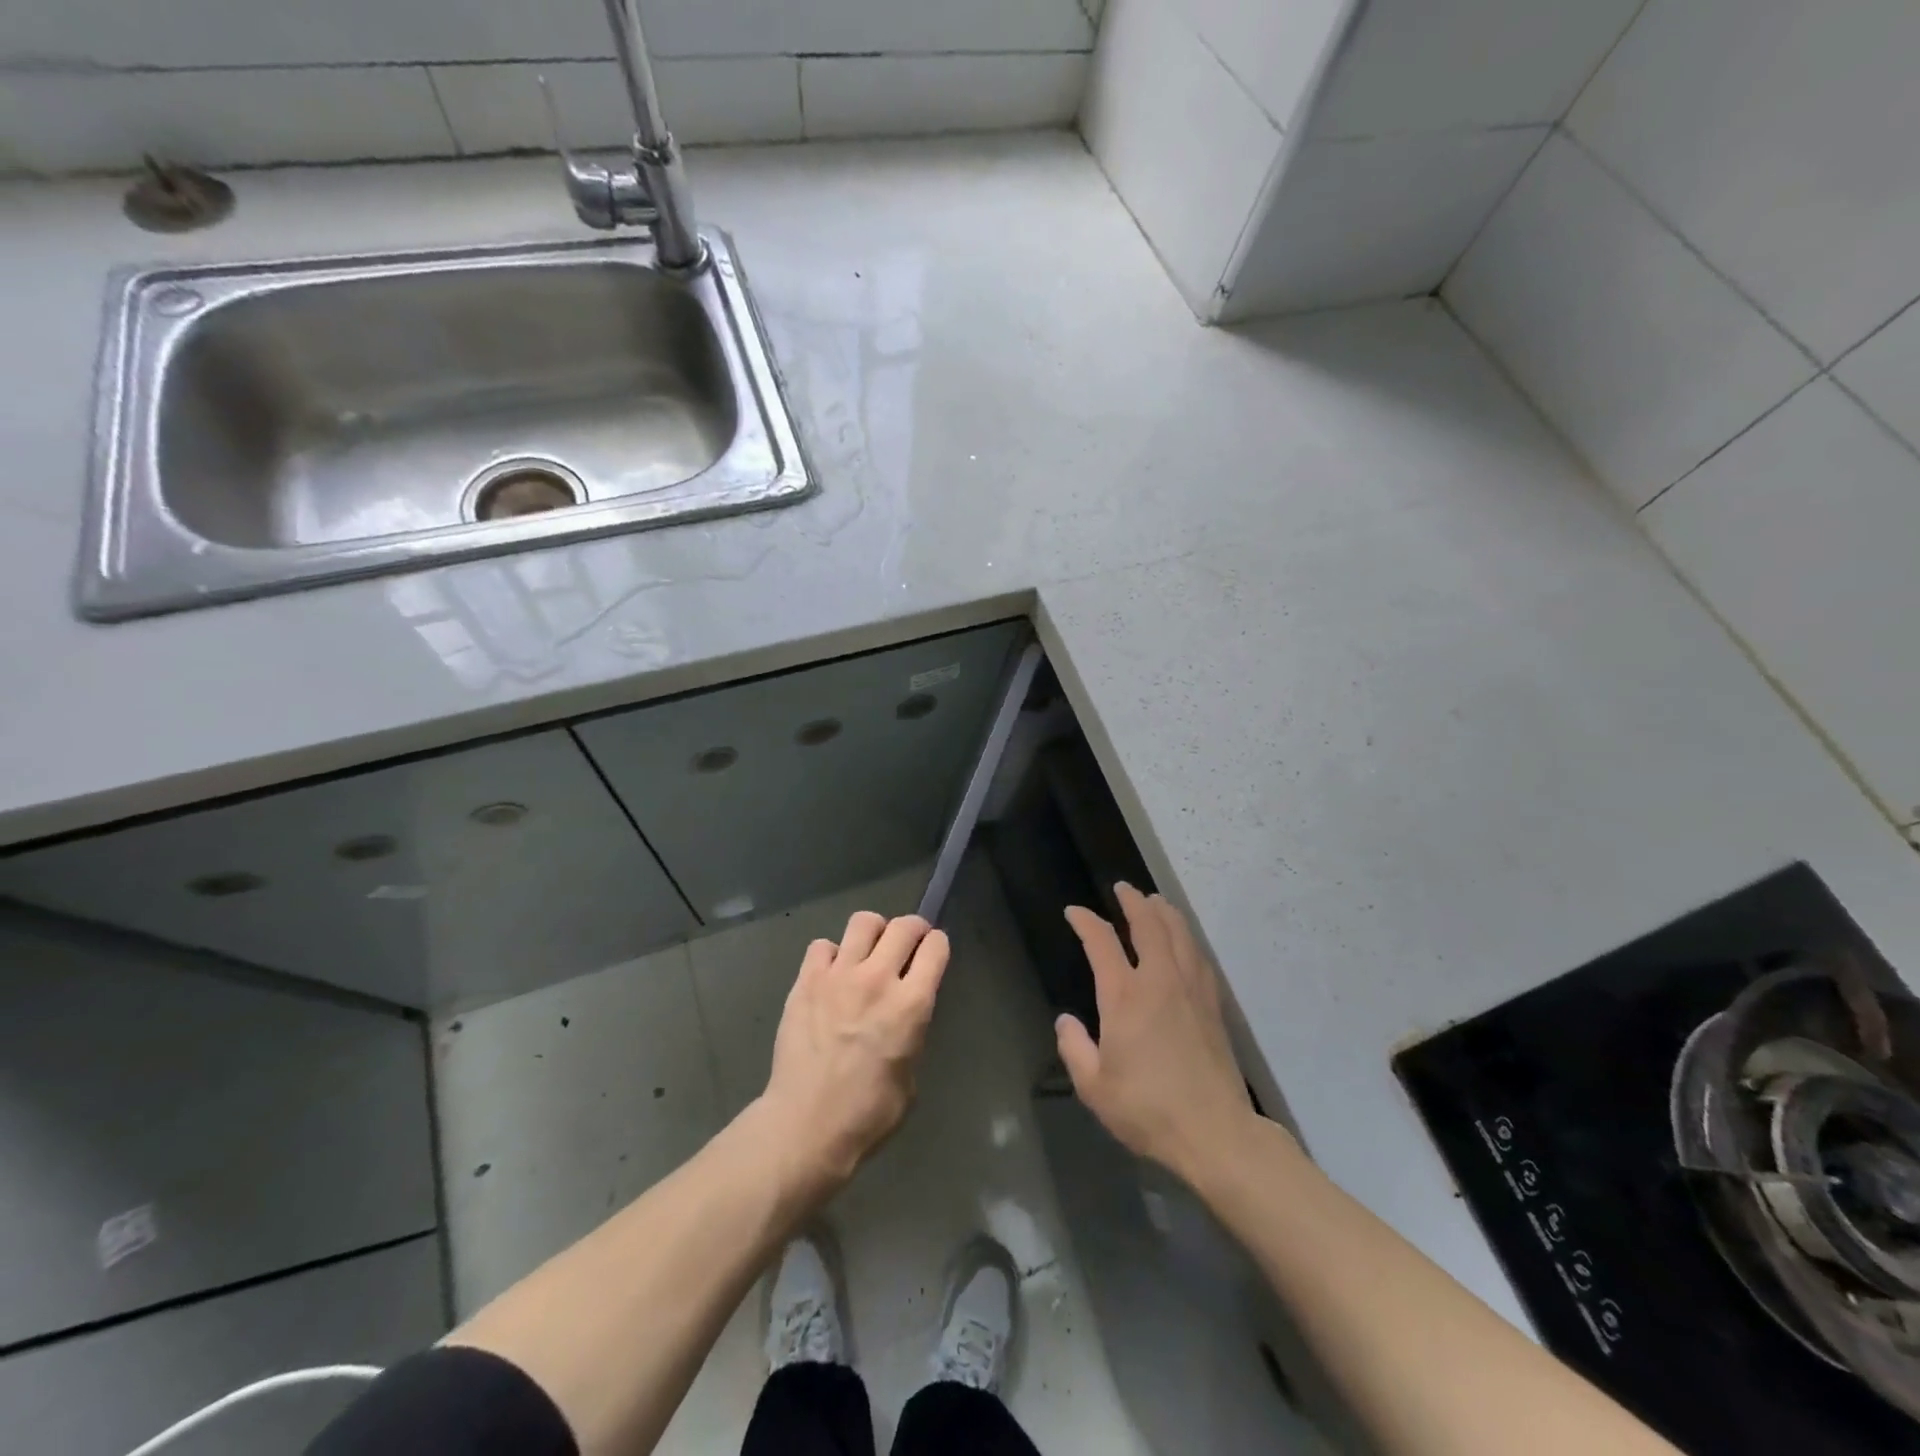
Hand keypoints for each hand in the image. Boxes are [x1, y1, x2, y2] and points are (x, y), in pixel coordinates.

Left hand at [759, 911, 949, 1191]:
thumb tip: (904, 1014)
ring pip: (863, 922)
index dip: (938, 945)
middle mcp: (878, 979)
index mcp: (911, 1005)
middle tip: (908, 943)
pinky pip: (822, 945)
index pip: (936, 947)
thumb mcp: (911, 1075)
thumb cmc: (868, 1114)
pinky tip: (831, 974)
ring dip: (874, 931)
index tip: (933, 952)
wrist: (806, 1125)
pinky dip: (831, 954)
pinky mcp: (806, 981)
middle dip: (913, 929)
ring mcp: (838, 976)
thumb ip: (912, 1032)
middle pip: (903, 926)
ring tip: (870, 949)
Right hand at [1058, 884, 1255, 1186]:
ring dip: (1164, 912)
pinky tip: (1184, 940)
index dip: (1087, 922)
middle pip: (1149, 925)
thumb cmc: (1148, 1110)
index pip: (1102, 942)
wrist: (1215, 1132)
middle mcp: (1159, 981)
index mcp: (1125, 997)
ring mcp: (1191, 989)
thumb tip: (1067, 1021)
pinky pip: (1198, 956)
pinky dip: (1186, 937)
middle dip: (1133, 901)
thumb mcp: (1094, 1087)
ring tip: (1155, 901)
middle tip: (1123, 888)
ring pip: (1179, 934)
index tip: (1075, 912)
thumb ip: (1074, 1049)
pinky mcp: (1212, 1004)